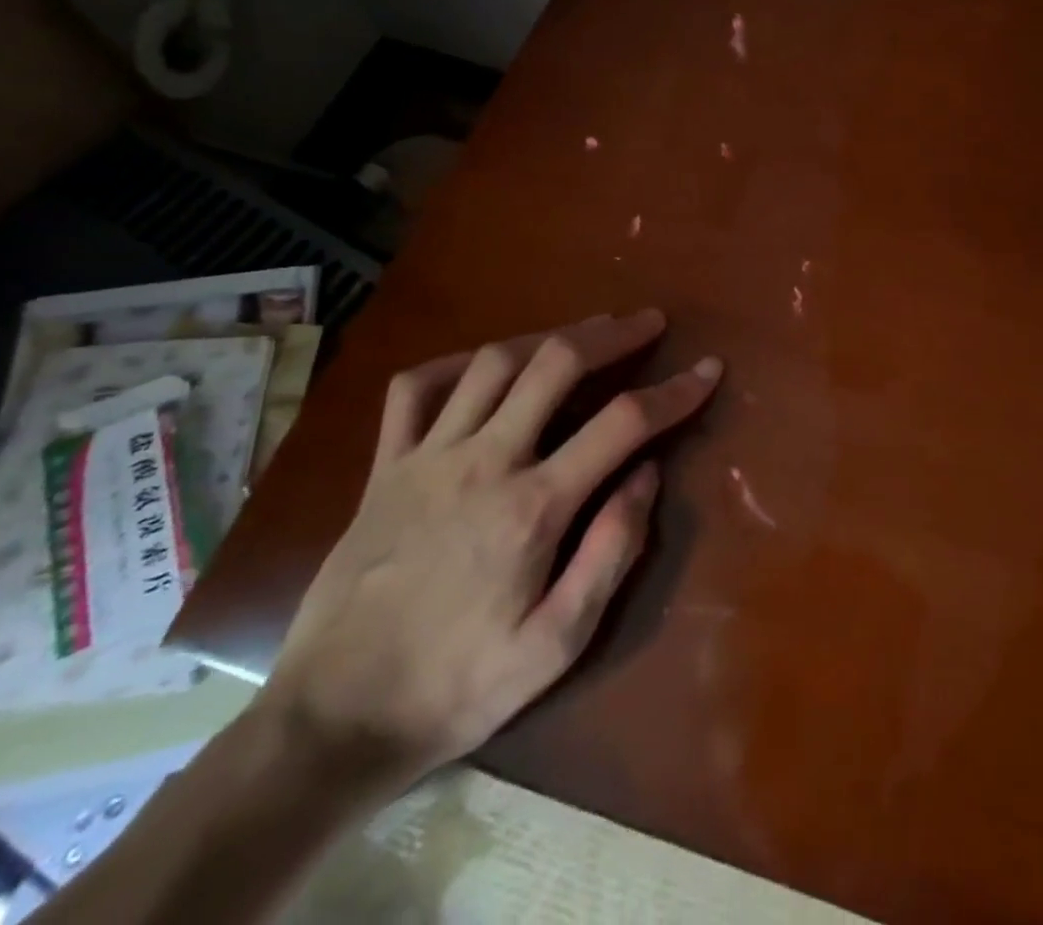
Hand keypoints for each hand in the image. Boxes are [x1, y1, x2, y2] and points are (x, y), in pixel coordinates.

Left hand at [257, 309, 720, 792]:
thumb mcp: (558, 644)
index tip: (707, 369)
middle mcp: (483, 463)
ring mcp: (427, 458)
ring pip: (494, 362)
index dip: (674, 391)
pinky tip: (486, 365)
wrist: (335, 720)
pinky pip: (416, 388)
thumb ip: (612, 552)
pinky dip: (457, 363)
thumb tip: (649, 473)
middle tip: (648, 322)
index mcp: (533, 508)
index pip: (623, 423)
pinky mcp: (385, 467)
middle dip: (613, 334)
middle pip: (557, 365)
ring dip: (549, 336)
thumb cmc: (460, 685)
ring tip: (586, 332)